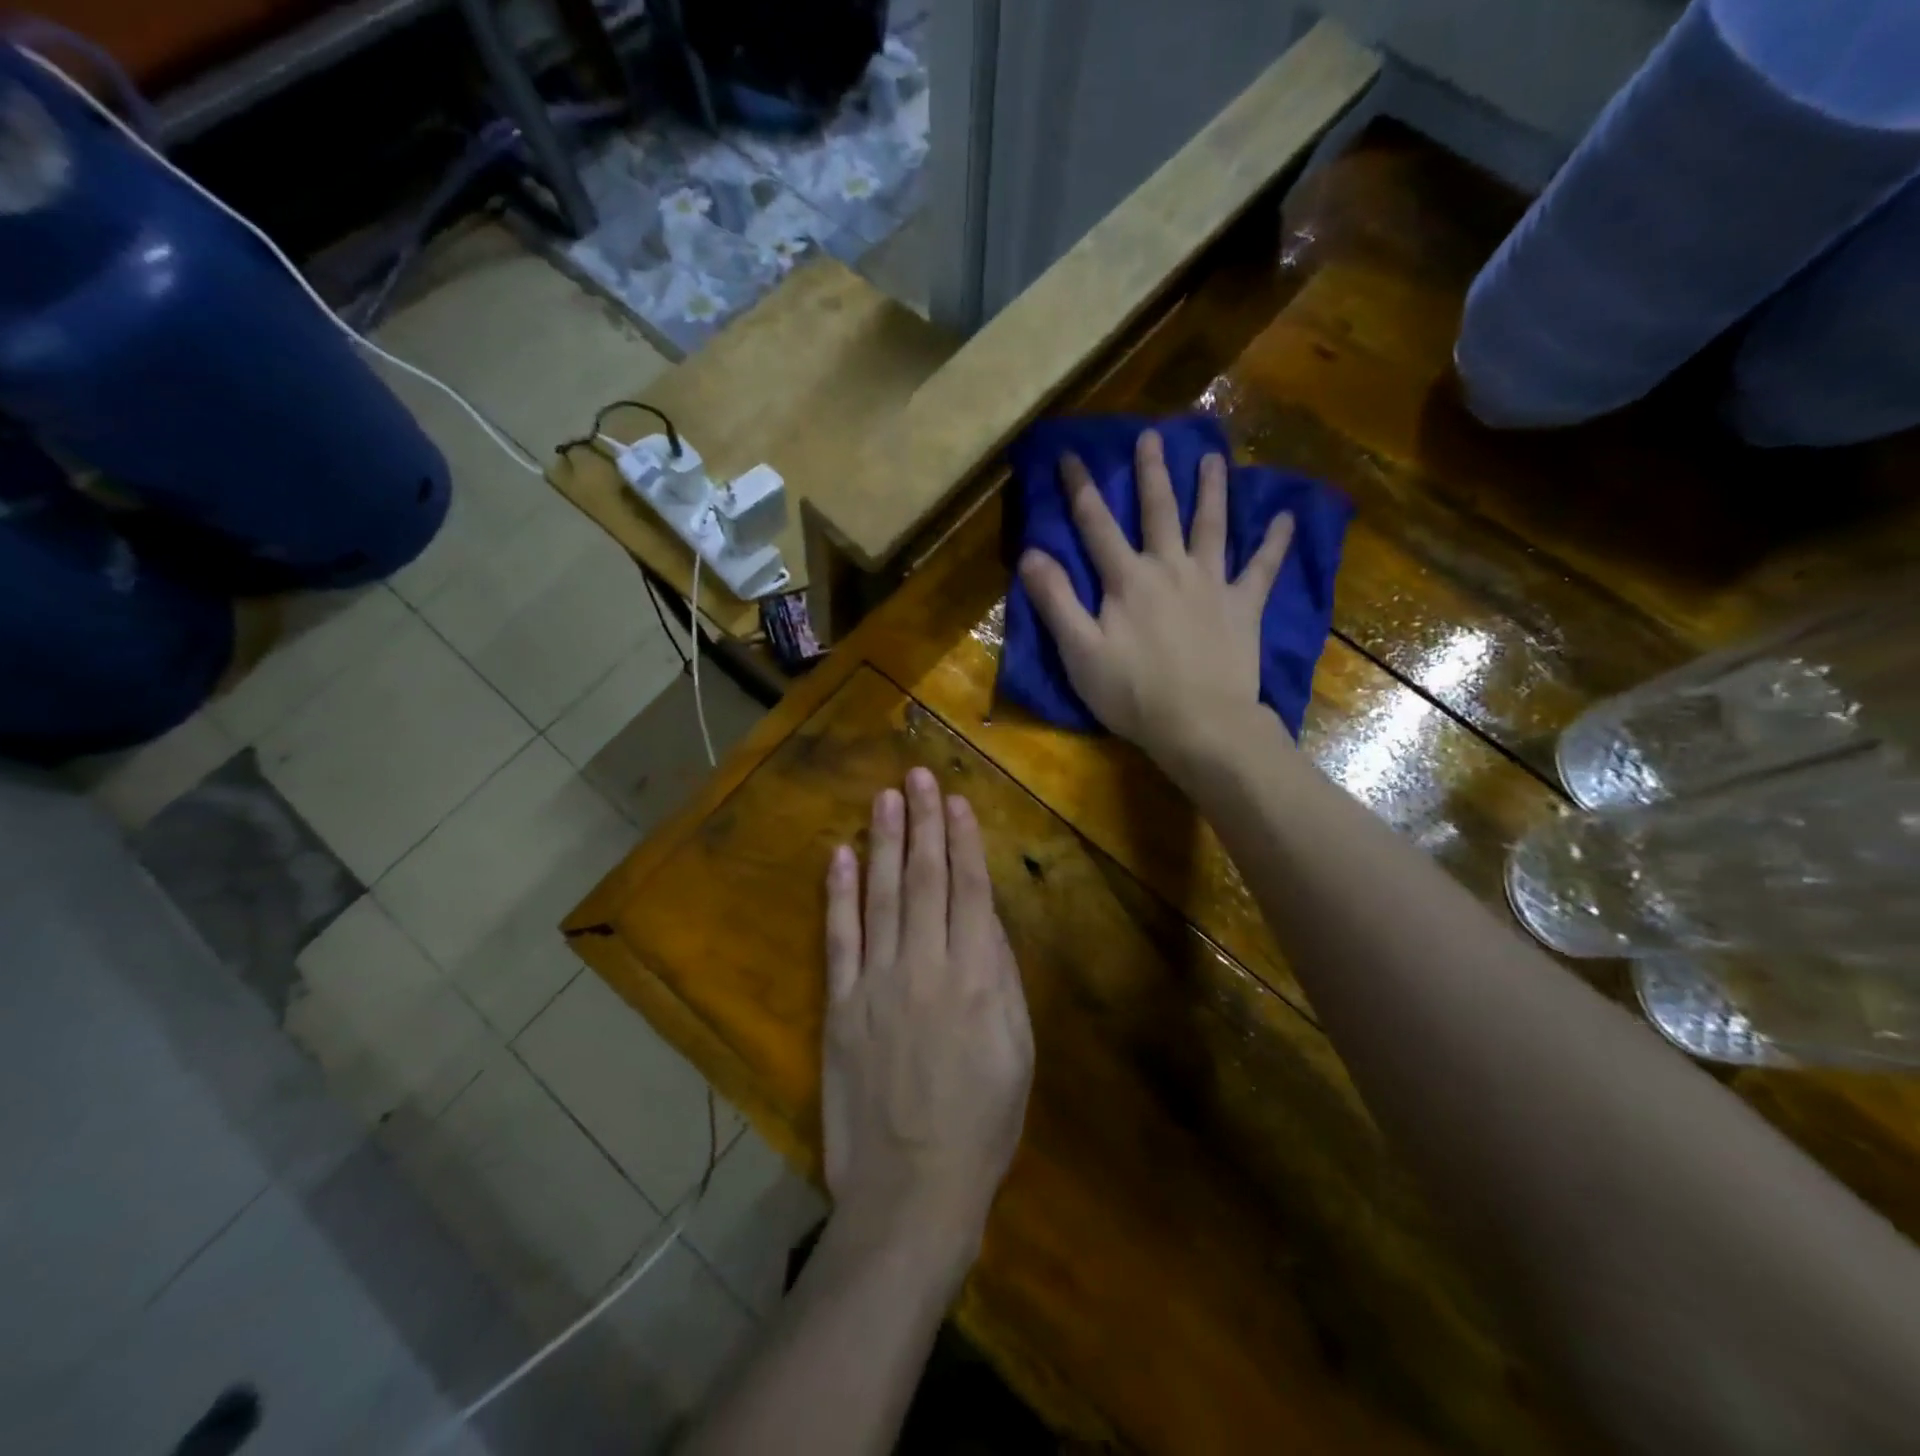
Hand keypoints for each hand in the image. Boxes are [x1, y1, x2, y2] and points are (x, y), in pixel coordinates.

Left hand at [822, 768, 1033, 1268]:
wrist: (912, 1187)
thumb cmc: (982, 1122)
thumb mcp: (1018, 1050)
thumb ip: (1002, 977)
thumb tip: (986, 920)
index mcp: (976, 976)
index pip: (969, 889)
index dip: (963, 840)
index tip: (956, 800)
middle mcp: (924, 965)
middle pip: (925, 879)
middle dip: (923, 822)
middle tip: (917, 775)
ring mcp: (876, 982)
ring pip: (883, 895)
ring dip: (885, 843)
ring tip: (885, 798)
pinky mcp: (840, 1004)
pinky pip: (839, 937)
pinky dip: (839, 894)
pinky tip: (841, 856)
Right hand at [1017, 429, 1292, 769]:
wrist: (1200, 724)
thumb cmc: (1132, 693)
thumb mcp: (1079, 651)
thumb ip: (1056, 600)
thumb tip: (1031, 553)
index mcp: (1127, 579)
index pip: (1096, 524)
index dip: (1081, 488)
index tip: (1070, 454)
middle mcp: (1170, 568)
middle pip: (1159, 511)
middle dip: (1151, 473)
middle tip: (1151, 436)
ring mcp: (1211, 584)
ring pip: (1211, 525)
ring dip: (1211, 489)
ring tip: (1212, 458)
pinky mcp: (1243, 606)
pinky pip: (1262, 568)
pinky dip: (1274, 542)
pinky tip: (1284, 517)